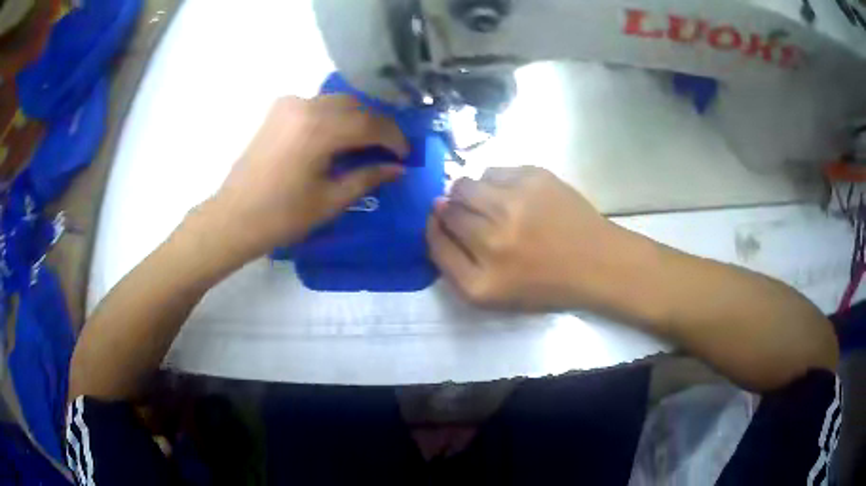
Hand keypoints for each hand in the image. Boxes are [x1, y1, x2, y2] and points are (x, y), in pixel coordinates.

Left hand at [206, 95, 407, 259]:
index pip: (371, 123)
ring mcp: (289, 104)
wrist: (234, 217)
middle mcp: (306, 106)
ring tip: (367, 143)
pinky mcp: (278, 110)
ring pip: (337, 102)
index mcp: (319, 129)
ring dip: (357, 118)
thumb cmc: (281, 216)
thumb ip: (367, 178)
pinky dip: (334, 116)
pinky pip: (317, 104)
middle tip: (389, 150)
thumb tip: (399, 169)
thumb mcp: (330, 200)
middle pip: (356, 107)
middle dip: (378, 126)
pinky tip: (337, 135)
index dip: (394, 138)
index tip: (406, 155)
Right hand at [427, 166, 632, 311]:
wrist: (597, 262)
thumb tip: (436, 213)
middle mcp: (492, 241)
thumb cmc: (546, 283)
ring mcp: (514, 204)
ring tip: (493, 203)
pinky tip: (515, 195)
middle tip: (475, 215)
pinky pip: (494, 170)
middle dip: (451, 209)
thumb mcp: (494, 293)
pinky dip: (496, 182)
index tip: (440, 221)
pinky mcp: (534, 178)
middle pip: (447, 210)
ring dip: (470, 192)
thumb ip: (456, 263)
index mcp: (481, 281)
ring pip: (465, 184)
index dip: (433, 227)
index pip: (434, 242)